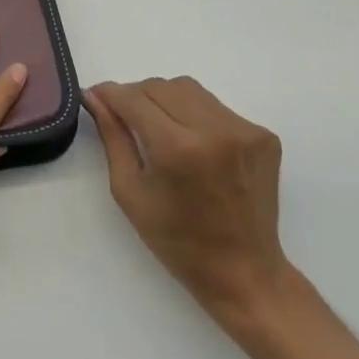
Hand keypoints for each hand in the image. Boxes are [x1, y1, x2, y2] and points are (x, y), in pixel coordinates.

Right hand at [83, 78, 288, 325]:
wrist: (244, 271)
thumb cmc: (177, 241)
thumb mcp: (130, 191)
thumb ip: (113, 138)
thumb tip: (96, 98)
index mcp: (178, 149)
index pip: (135, 99)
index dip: (111, 94)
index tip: (95, 96)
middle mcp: (215, 130)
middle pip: (161, 86)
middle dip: (136, 96)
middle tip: (125, 118)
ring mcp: (244, 130)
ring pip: (189, 89)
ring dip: (165, 100)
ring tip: (159, 129)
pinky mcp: (263, 135)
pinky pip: (216, 107)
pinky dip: (194, 114)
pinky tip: (192, 143)